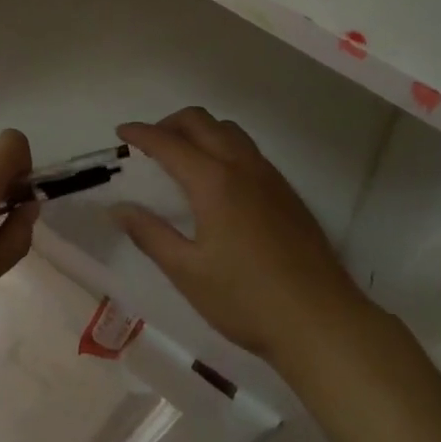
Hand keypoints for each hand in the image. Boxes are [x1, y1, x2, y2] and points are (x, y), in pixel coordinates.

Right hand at [114, 108, 365, 363]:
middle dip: (170, 123)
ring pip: (229, 130)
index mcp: (214, 181)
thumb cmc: (246, 299)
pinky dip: (223, 146)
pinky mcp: (286, 191)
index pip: (169, 143)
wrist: (320, 320)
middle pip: (201, 121)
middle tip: (150, 144)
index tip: (121, 131)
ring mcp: (269, 176)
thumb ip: (150, 234)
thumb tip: (120, 208)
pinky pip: (248, 149)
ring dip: (200, 130)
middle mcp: (241, 166)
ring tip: (182, 157)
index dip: (141, 134)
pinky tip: (218, 180)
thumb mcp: (188, 272)